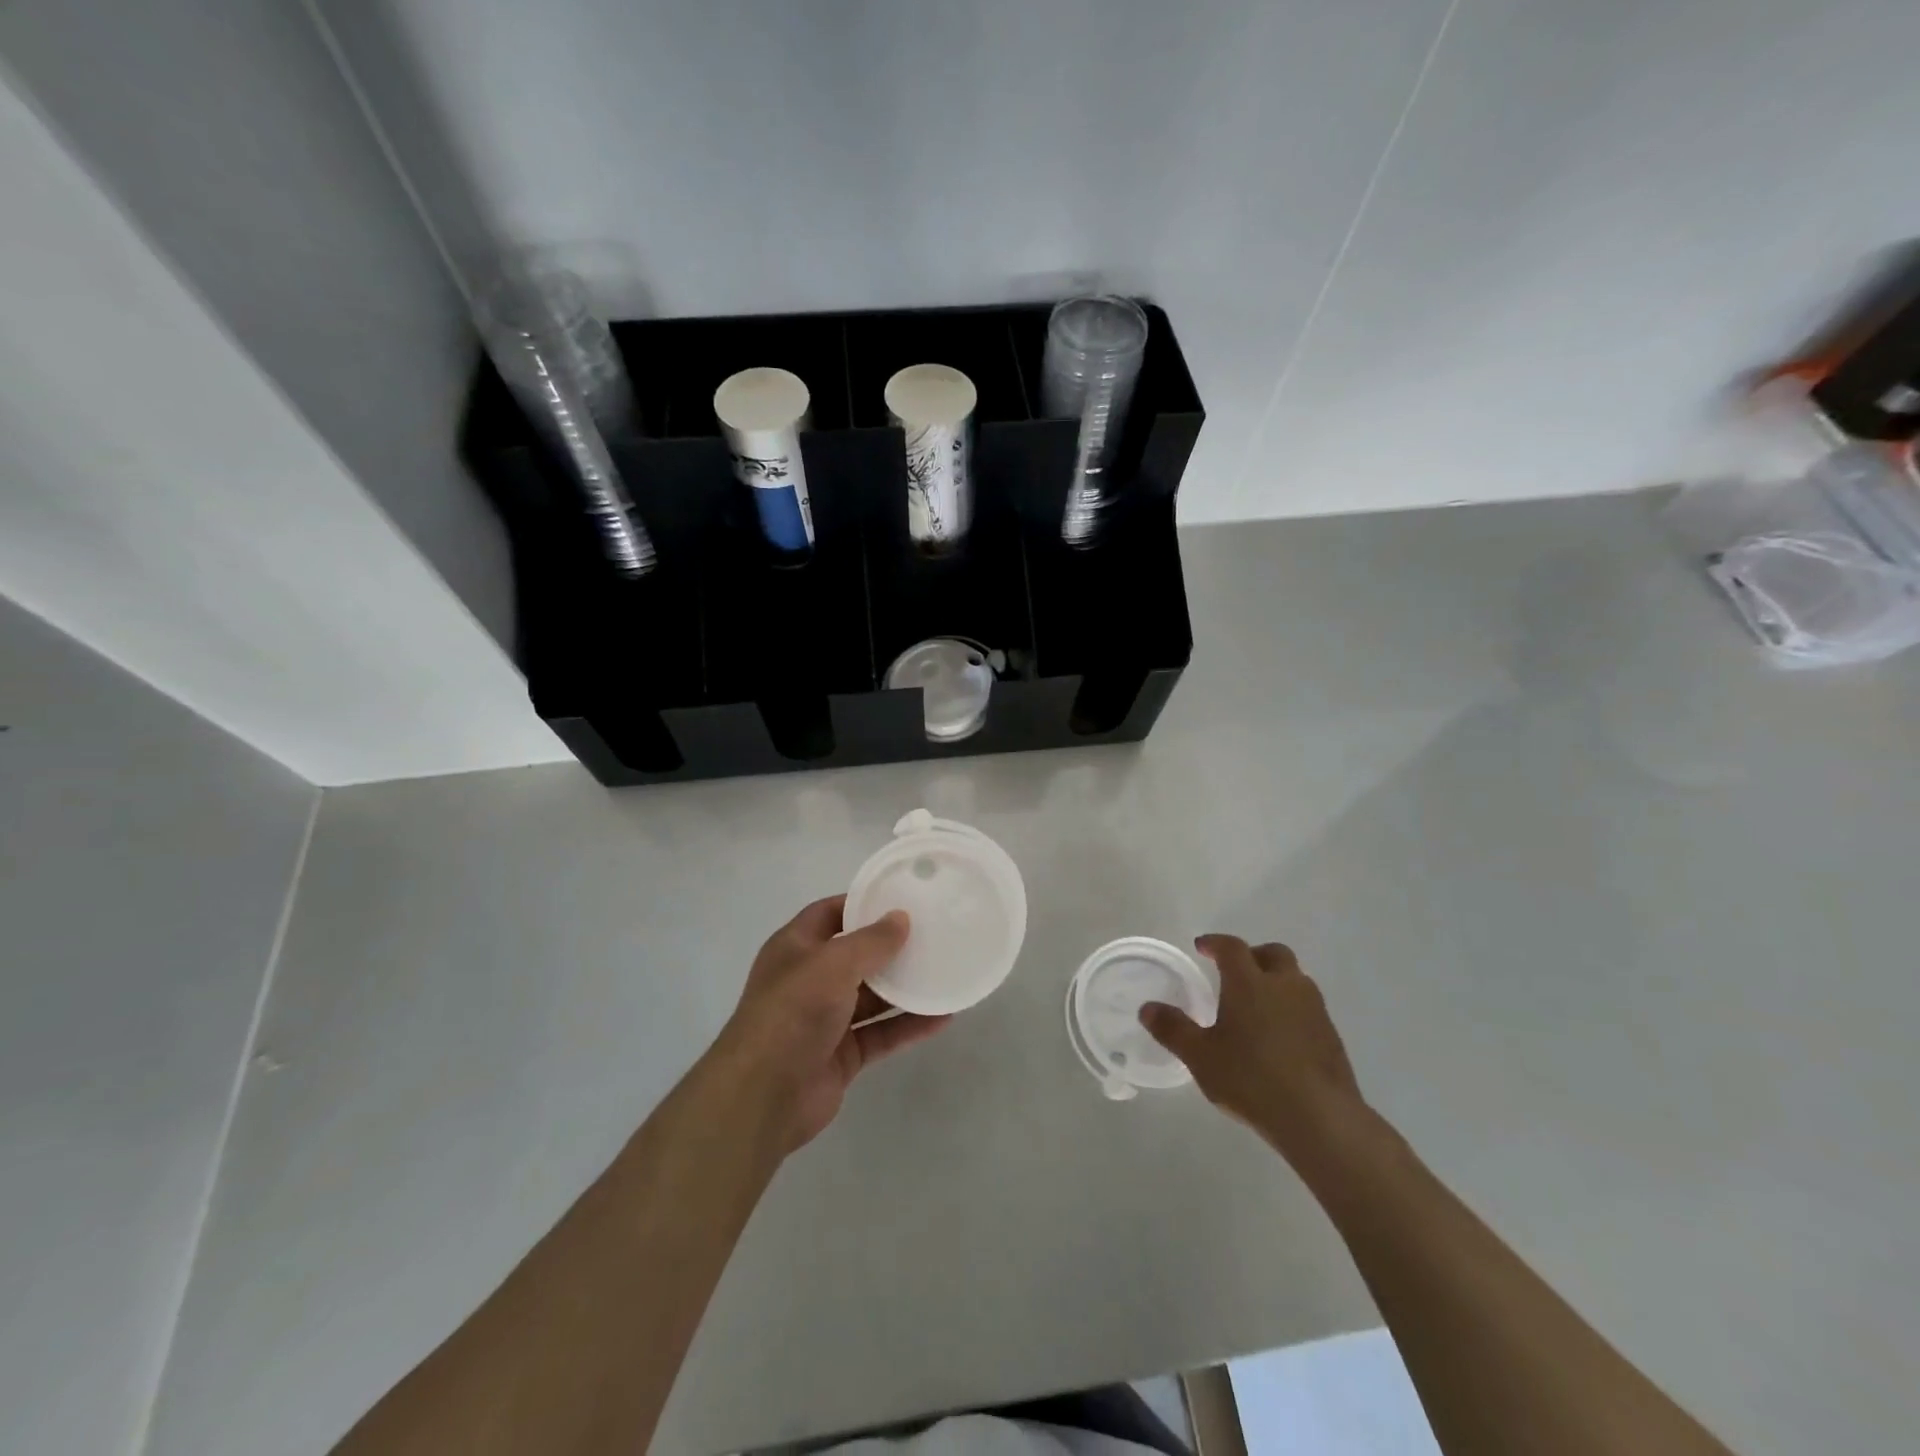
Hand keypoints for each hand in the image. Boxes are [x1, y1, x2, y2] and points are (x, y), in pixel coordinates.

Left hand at [705, 896, 949, 1153]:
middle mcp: (809, 979)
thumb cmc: (793, 1012)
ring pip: (871, 997)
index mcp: (795, 948)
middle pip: (855, 955)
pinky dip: (908, 1025)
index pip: (830, 913)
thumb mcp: (833, 963)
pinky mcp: (842, 1054)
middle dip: (890, 947)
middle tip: (932, 933)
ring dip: (904, 987)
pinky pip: (881, 1033)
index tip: (901, 898)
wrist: (763, 1095)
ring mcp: (825, 1019)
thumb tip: (901, 917)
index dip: (861, 904)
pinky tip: (942, 1017)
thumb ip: (871, 941)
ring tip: (944, 971)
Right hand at [1140, 935, 1367, 1165]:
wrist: (1320, 1118)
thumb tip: (1147, 1008)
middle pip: (1273, 953)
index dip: (1215, 943)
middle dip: (1253, 955)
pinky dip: (1292, 1009)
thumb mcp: (1200, 1057)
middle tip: (1234, 972)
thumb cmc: (1251, 1078)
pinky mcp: (1332, 1035)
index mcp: (1250, 982)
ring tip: (1257, 1005)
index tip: (1202, 947)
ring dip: (1276, 981)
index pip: (1232, 947)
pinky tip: (1280, 1036)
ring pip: (1296, 979)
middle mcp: (1285, 985)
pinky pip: (1308, 1007)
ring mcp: (1314, 1009)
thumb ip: (1173, 1029)